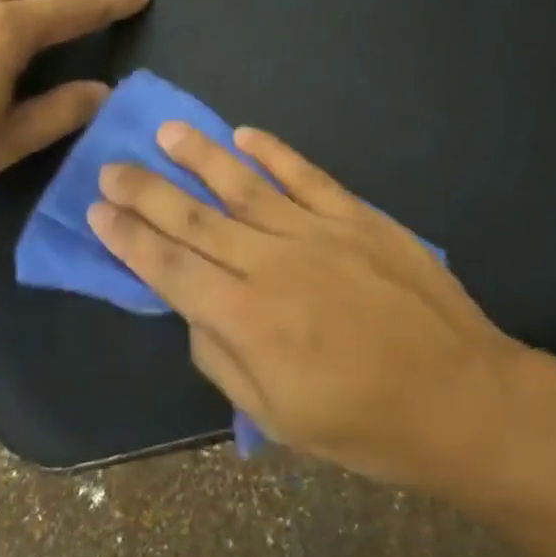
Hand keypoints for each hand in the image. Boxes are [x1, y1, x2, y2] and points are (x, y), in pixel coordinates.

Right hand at [88, 123, 528, 490]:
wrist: (458, 395)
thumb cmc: (364, 424)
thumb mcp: (278, 417)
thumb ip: (223, 359)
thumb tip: (192, 310)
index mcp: (246, 318)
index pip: (169, 267)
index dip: (128, 239)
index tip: (97, 212)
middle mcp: (271, 262)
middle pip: (194, 218)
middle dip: (146, 192)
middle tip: (110, 168)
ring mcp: (316, 231)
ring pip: (243, 184)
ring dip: (200, 156)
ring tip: (166, 132)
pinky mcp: (355, 215)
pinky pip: (305, 175)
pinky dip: (273, 152)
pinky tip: (245, 134)